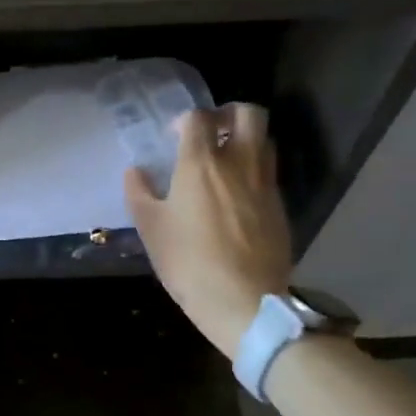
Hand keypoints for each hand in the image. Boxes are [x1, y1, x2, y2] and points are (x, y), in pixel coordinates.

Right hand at [126, 105, 295, 360]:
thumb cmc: (189, 262)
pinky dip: (254, 171)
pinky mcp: (280, 206)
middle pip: (248, 114)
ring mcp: (265, 183)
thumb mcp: (151, 229)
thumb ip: (139, 193)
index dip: (185, 120)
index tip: (174, 136)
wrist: (245, 301)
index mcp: (201, 163)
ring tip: (226, 161)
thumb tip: (136, 171)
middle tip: (212, 132)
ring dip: (246, 140)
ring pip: (264, 140)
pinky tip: (238, 196)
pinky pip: (269, 173)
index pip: (198, 118)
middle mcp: (238, 162)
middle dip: (229, 114)